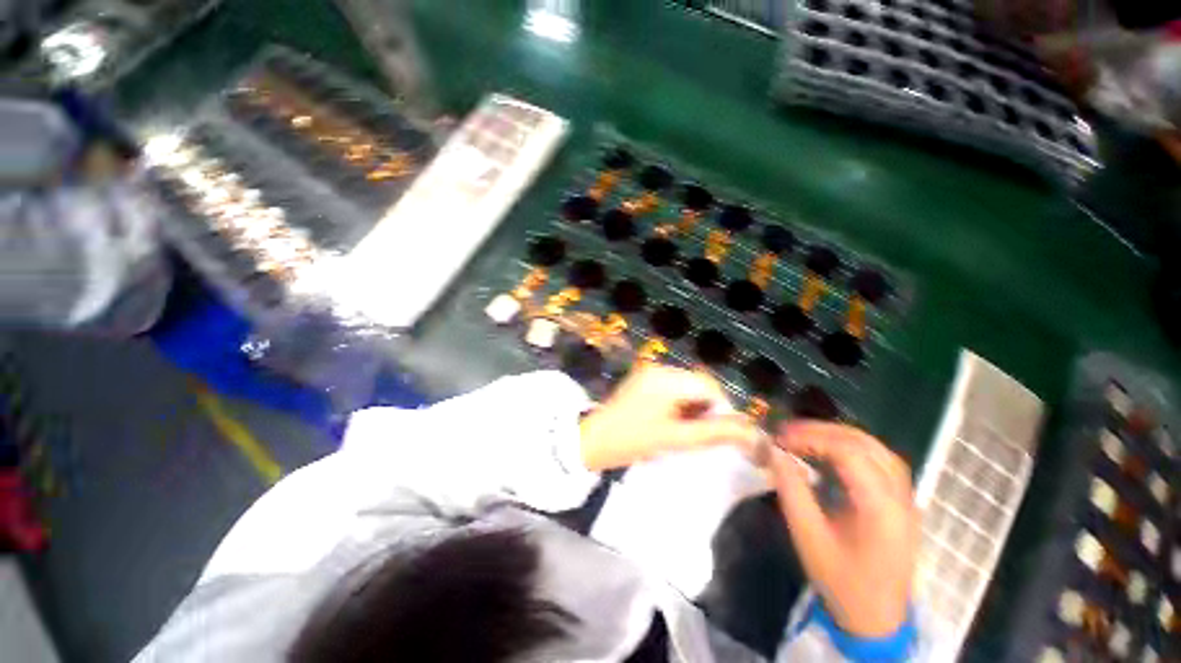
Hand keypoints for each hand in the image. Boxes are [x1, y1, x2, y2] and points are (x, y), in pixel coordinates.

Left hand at [578, 363, 761, 471]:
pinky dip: (679, 402)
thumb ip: (713, 433)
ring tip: (684, 429)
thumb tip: (749, 431)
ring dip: (693, 405)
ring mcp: (649, 372)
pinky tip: (672, 420)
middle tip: (700, 433)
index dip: (722, 408)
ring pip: (686, 386)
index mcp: (667, 379)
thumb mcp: (675, 439)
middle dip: (706, 407)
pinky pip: (672, 387)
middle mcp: (659, 368)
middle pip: (698, 383)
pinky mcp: (643, 379)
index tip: (721, 432)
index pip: (709, 386)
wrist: (593, 440)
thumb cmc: (633, 440)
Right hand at [768, 421, 918, 638]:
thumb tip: (774, 451)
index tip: (779, 438)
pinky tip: (831, 452)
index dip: (811, 437)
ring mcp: (906, 498)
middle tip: (788, 432)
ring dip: (838, 435)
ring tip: (805, 436)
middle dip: (822, 431)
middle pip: (865, 443)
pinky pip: (880, 461)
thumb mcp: (808, 537)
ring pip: (876, 448)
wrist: (878, 619)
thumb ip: (791, 489)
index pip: (849, 452)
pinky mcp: (902, 502)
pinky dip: (852, 447)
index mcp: (881, 508)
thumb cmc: (842, 582)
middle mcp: (901, 496)